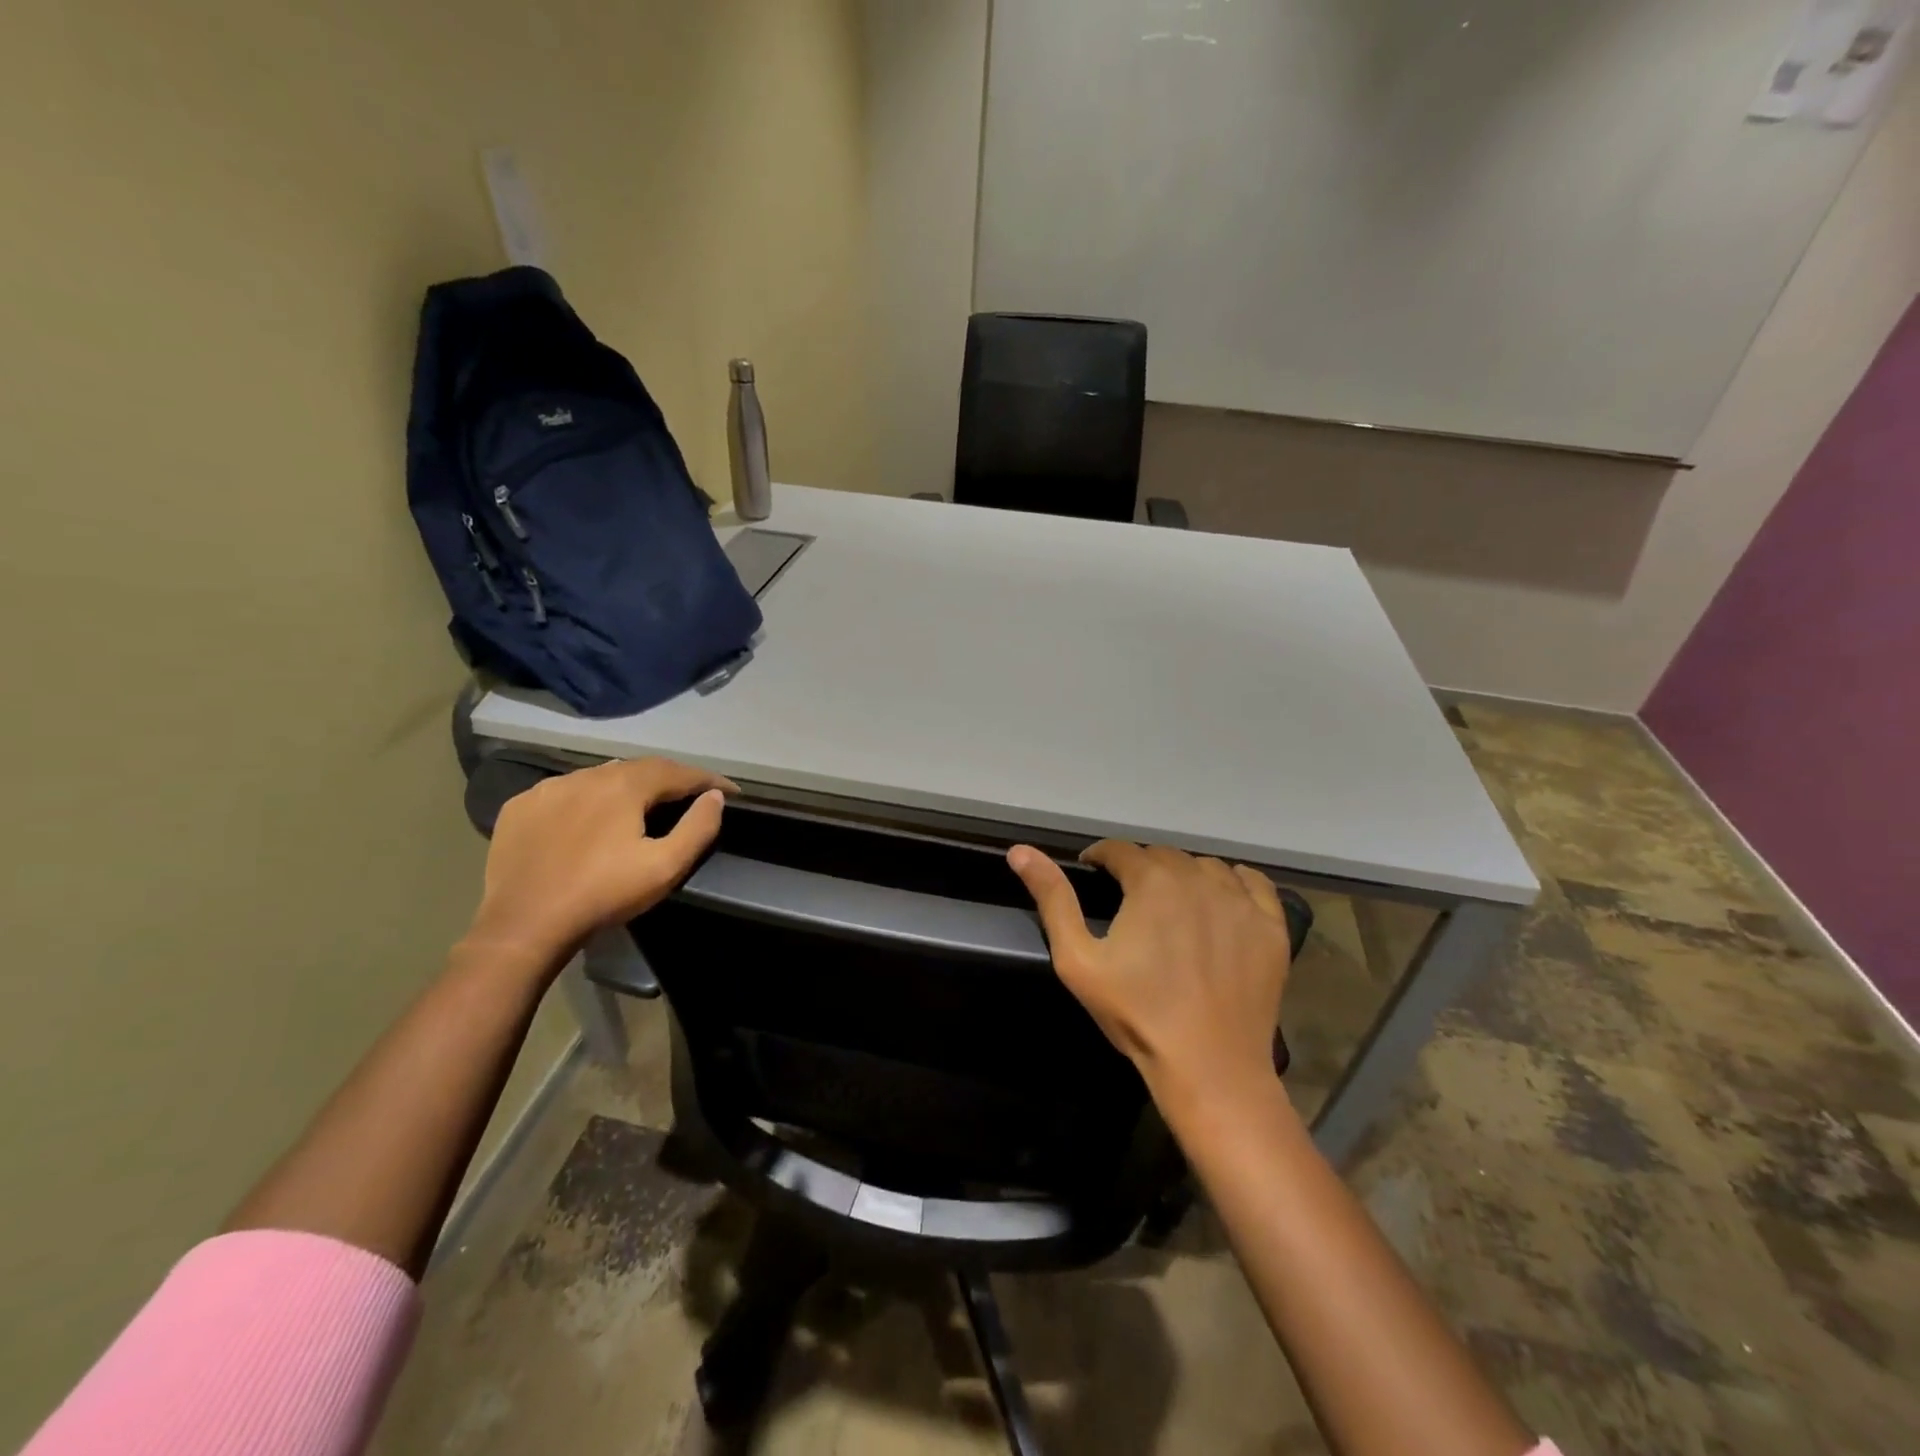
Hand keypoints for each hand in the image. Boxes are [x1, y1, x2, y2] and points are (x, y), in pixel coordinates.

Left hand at [461, 757, 736, 972]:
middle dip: (670, 779)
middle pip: (639, 768)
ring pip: (600, 776)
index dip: (708, 779)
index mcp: (624, 786)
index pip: (678, 771)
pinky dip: (588, 798)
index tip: (731, 791)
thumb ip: (698, 828)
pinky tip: (590, 819)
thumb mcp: (664, 867)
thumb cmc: (602, 894)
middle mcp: (586, 775)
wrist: (522, 925)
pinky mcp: (521, 807)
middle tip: (690, 796)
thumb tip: (714, 797)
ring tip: (642, 805)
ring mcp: (548, 788)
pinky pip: (565, 792)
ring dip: (627, 786)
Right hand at [1009, 841, 1293, 1112]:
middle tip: (1129, 899)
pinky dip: (1233, 883)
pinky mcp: (1271, 926)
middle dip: (1140, 869)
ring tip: (1172, 905)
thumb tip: (1020, 851)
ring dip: (1183, 875)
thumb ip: (1052, 899)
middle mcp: (1198, 878)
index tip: (1092, 872)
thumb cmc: (1136, 1013)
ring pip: (1205, 867)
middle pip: (1162, 856)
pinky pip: (1252, 883)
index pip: (1119, 850)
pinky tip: (1221, 903)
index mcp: (1152, 882)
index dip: (1100, 858)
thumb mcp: (1077, 959)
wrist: (1209, 1067)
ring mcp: (1240, 901)